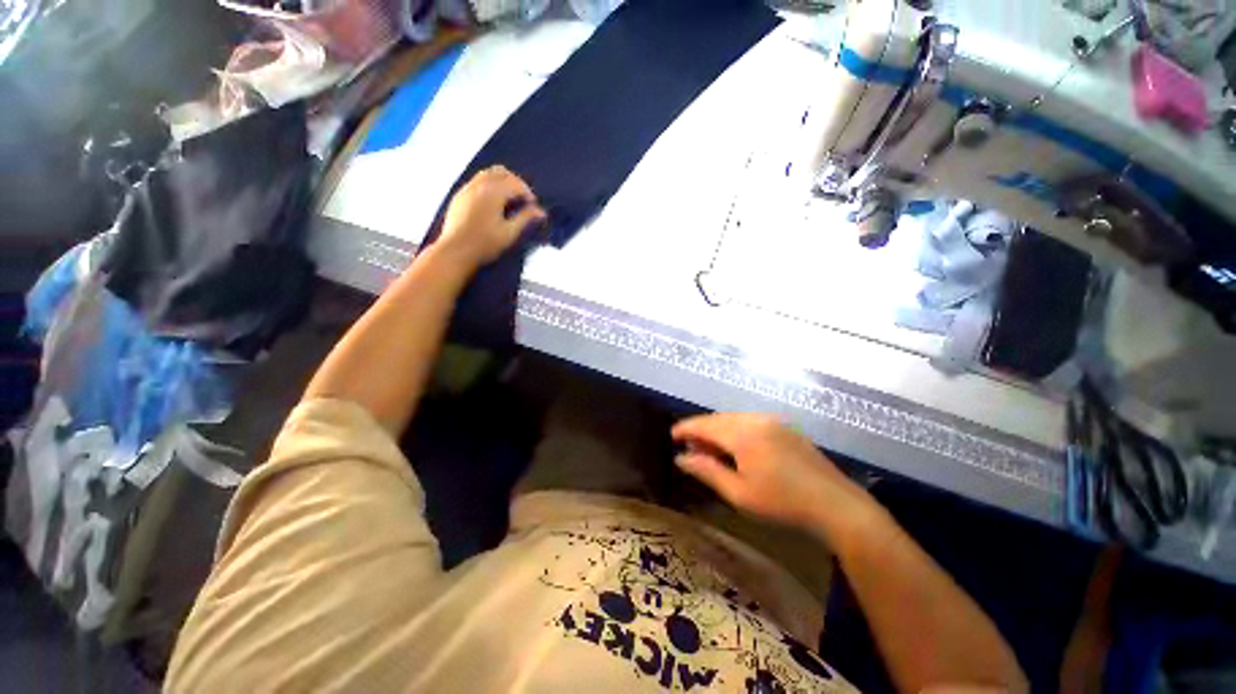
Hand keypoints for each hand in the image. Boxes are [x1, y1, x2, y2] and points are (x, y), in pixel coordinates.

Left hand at [438, 166, 547, 266]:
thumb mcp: (510, 233)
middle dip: (516, 183)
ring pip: (488, 174)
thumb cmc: (485, 244)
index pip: (516, 183)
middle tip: (523, 200)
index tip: (534, 207)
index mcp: (493, 192)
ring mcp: (467, 189)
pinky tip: (492, 203)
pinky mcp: (459, 196)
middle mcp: (479, 185)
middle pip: (501, 173)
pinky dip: (489, 185)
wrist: (456, 251)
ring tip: (509, 200)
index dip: (528, 193)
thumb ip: (526, 218)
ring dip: (502, 182)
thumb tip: (541, 211)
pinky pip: (477, 181)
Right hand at [672, 413, 880, 541]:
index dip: (686, 428)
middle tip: (690, 447)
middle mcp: (756, 419)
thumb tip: (681, 458)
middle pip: (719, 419)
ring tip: (710, 449)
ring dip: (718, 430)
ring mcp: (773, 421)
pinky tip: (736, 447)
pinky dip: (736, 430)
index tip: (672, 435)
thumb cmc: (782, 503)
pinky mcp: (785, 428)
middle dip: (701, 430)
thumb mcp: (739, 493)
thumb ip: (707, 471)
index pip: (705, 425)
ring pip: (734, 419)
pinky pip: (750, 422)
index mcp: (743, 433)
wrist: (837, 506)